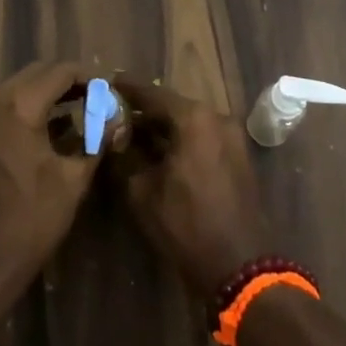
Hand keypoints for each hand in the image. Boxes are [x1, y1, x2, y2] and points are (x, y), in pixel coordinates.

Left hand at [0, 62, 98, 282]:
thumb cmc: (28, 222)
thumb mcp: (72, 180)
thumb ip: (96, 139)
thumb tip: (117, 118)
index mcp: (18, 106)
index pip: (61, 72)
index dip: (90, 77)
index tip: (112, 90)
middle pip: (37, 74)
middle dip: (69, 82)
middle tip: (99, 99)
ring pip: (20, 88)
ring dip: (49, 95)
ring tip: (83, 112)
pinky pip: (6, 107)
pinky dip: (31, 109)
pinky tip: (55, 129)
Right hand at [114, 80, 275, 296]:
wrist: (239, 264)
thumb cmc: (185, 224)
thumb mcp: (142, 191)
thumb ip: (125, 155)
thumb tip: (114, 135)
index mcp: (194, 118)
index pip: (153, 94)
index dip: (127, 89)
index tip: (107, 82)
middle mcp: (217, 118)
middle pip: (173, 106)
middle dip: (144, 111)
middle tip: (115, 113)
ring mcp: (232, 137)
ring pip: (189, 123)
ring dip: (162, 127)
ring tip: (132, 134)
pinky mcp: (238, 156)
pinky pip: (203, 137)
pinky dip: (180, 140)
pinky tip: (158, 152)